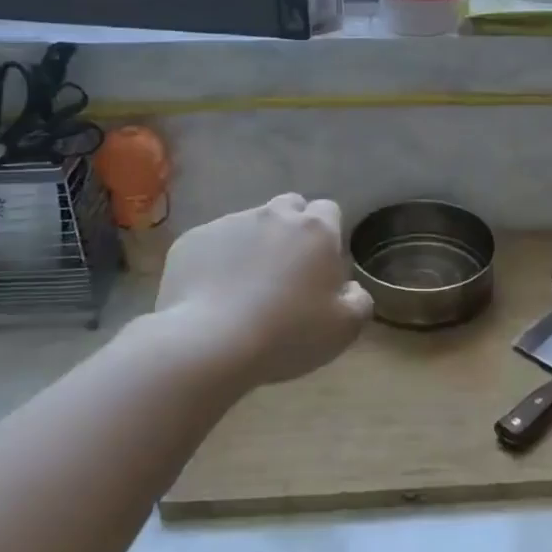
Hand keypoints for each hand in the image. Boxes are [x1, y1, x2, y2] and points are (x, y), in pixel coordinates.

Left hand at [154, 195, 372, 390]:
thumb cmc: (288, 334)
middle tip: (286, 271)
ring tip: (244, 288)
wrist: (210, 343)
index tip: (321, 265)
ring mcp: (229, 223)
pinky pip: (213, 243)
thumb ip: (358, 299)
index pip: (329, 210)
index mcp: (315, 230)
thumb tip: (349, 288)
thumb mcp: (345, 328)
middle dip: (291, 230)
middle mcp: (273, 215)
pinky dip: (217, 260)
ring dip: (253, 245)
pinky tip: (214, 294)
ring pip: (249, 224)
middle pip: (289, 208)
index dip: (328, 234)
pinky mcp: (192, 239)